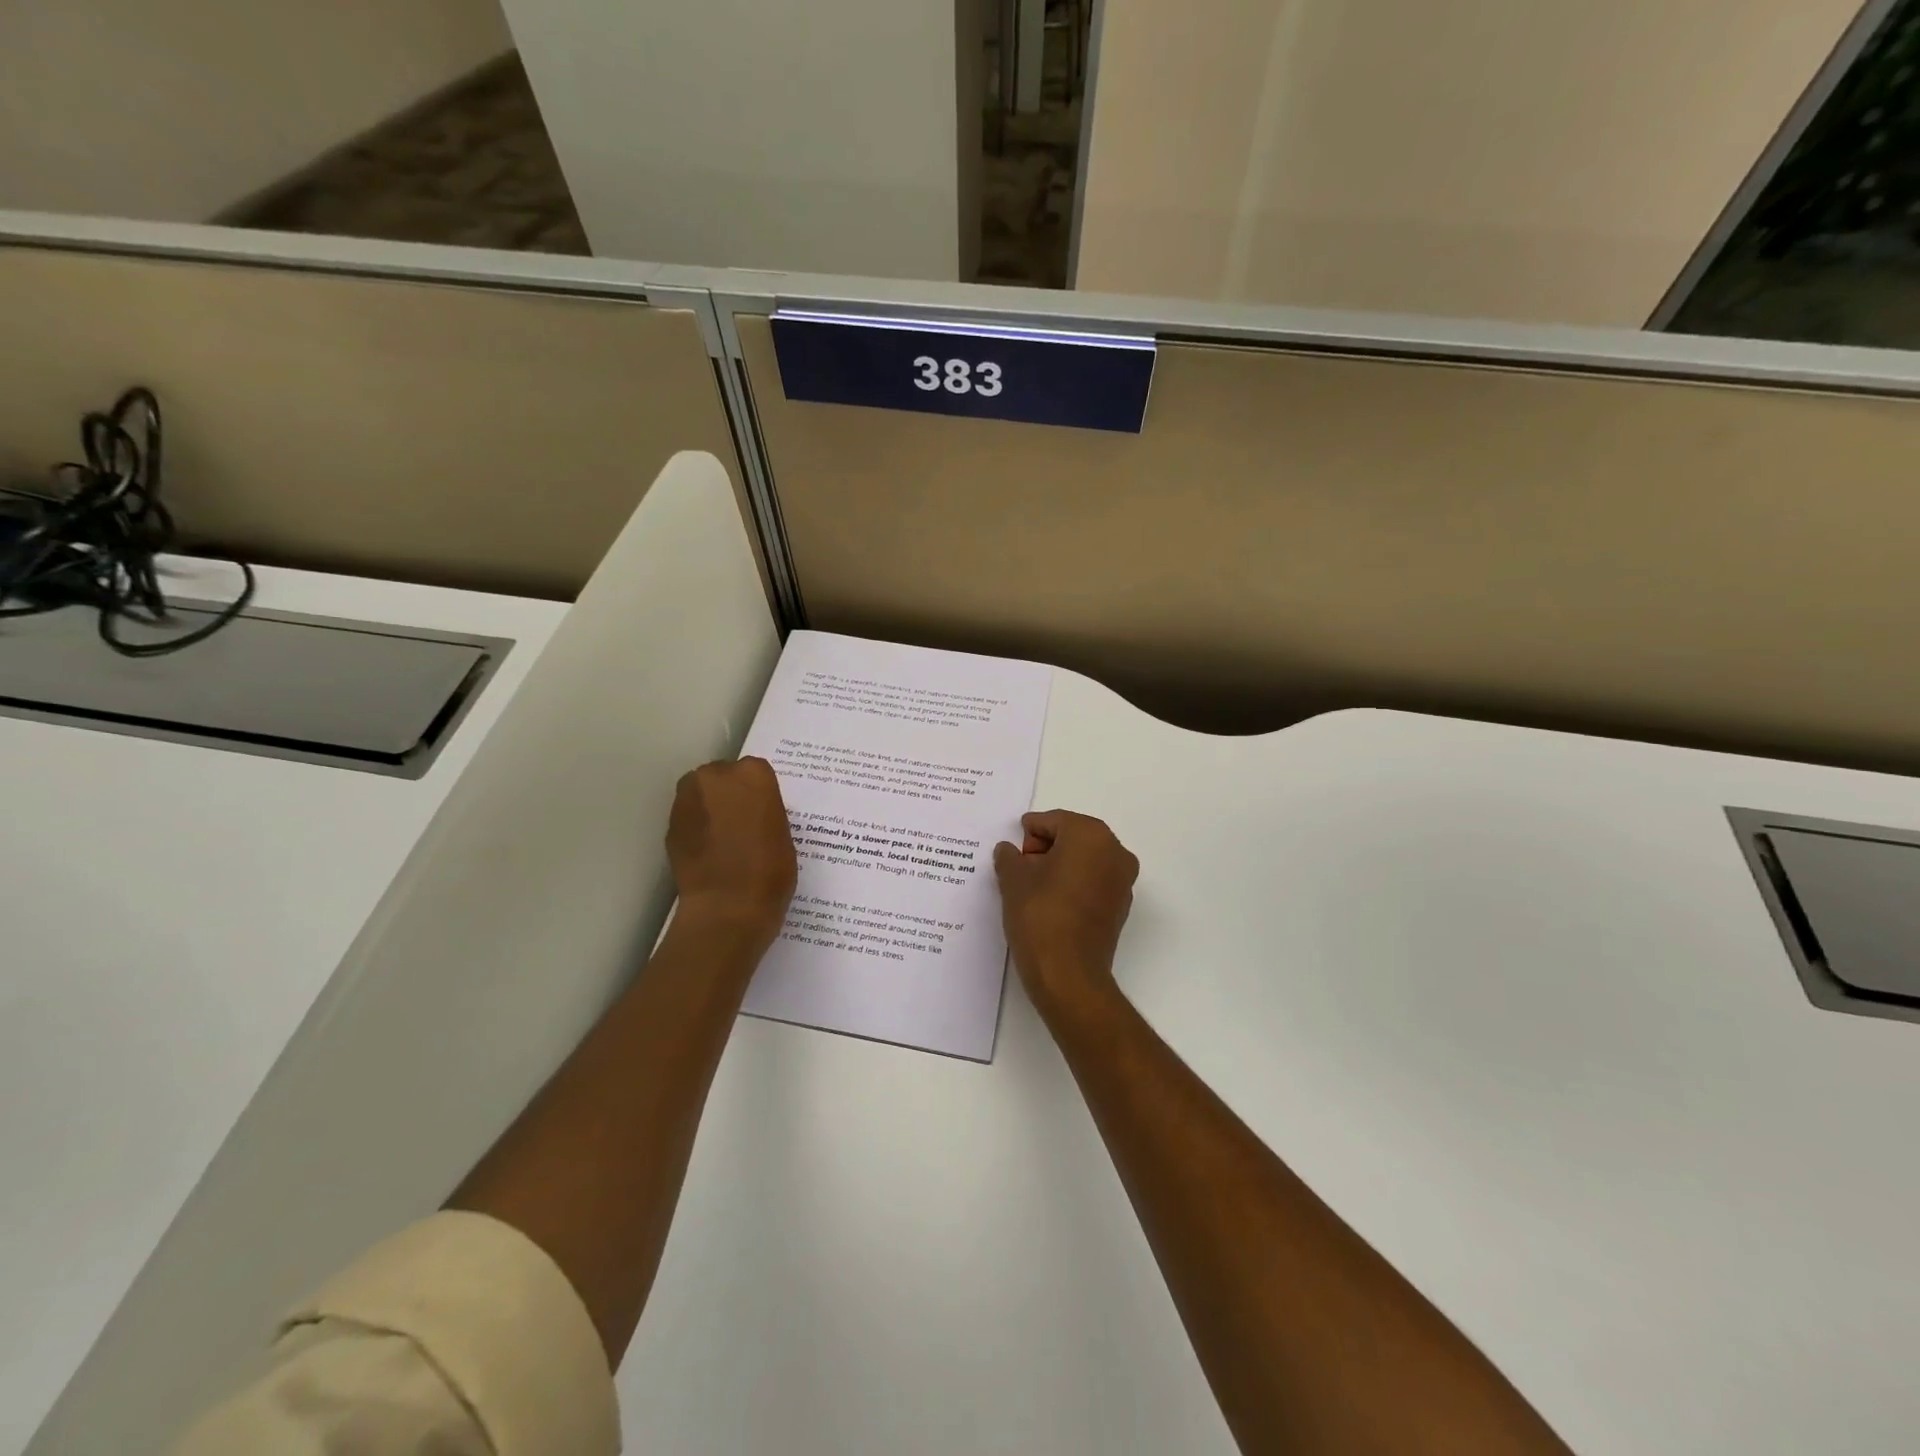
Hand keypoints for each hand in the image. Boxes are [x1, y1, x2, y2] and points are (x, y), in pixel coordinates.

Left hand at [667, 757, 796, 953]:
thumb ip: (765, 811)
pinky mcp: (670, 824)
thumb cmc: (770, 871)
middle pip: (723, 776)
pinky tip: (708, 851)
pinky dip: (696, 827)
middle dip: (730, 794)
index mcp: (753, 775)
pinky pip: (688, 817)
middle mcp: (716, 776)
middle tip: (742, 823)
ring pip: (701, 793)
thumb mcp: (783, 833)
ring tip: (724, 838)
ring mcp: (688, 799)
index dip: (759, 793)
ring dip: (710, 807)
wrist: (727, 907)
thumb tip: (752, 813)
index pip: (756, 772)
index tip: (763, 812)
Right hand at [993, 810, 1138, 1022]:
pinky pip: (1093, 882)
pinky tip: (1050, 903)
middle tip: (1019, 868)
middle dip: (1044, 849)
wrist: (1068, 975)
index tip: (1012, 851)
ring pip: (1084, 860)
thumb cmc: (1040, 916)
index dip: (1028, 834)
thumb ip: (1009, 857)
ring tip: (1031, 888)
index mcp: (1090, 835)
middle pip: (1072, 837)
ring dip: (1059, 867)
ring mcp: (1122, 880)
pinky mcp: (1121, 907)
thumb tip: (1009, 851)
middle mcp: (1114, 851)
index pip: (1052, 821)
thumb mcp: (1013, 880)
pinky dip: (1073, 885)